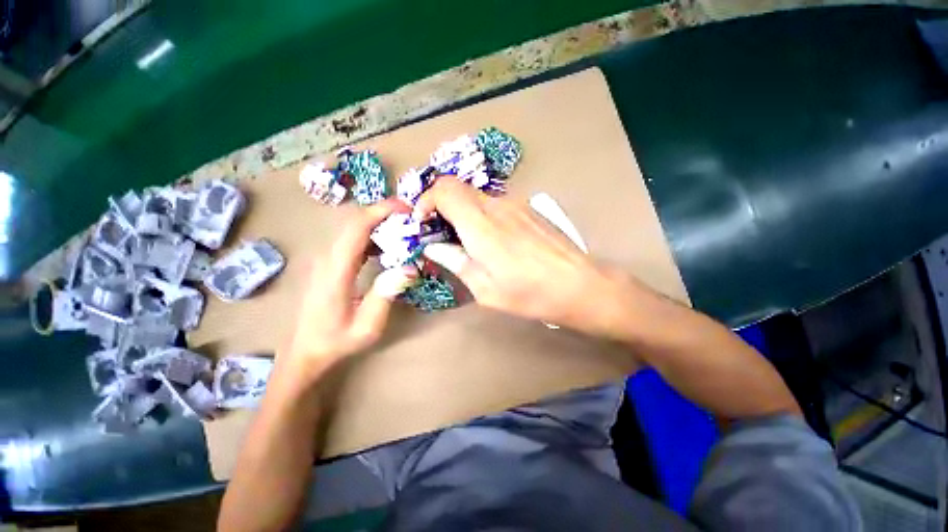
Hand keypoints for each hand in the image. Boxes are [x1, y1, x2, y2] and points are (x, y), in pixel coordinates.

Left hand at [283, 199, 417, 376]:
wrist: (305, 351)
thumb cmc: (336, 341)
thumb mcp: (367, 326)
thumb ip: (386, 294)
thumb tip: (411, 267)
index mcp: (335, 271)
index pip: (356, 228)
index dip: (380, 211)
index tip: (406, 208)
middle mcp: (327, 258)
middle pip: (354, 221)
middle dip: (384, 213)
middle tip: (412, 217)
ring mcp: (326, 259)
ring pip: (353, 228)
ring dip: (379, 223)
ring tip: (405, 228)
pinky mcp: (329, 263)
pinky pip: (352, 239)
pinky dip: (372, 235)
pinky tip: (388, 245)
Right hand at [414, 178, 633, 335]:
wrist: (580, 285)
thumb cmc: (529, 293)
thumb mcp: (484, 288)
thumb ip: (456, 261)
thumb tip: (435, 246)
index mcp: (481, 224)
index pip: (444, 189)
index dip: (426, 200)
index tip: (423, 223)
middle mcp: (497, 205)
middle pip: (458, 189)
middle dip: (442, 207)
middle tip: (442, 235)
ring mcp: (516, 204)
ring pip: (477, 197)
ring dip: (464, 213)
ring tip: (468, 242)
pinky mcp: (529, 209)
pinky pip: (496, 205)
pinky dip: (483, 216)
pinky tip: (493, 241)